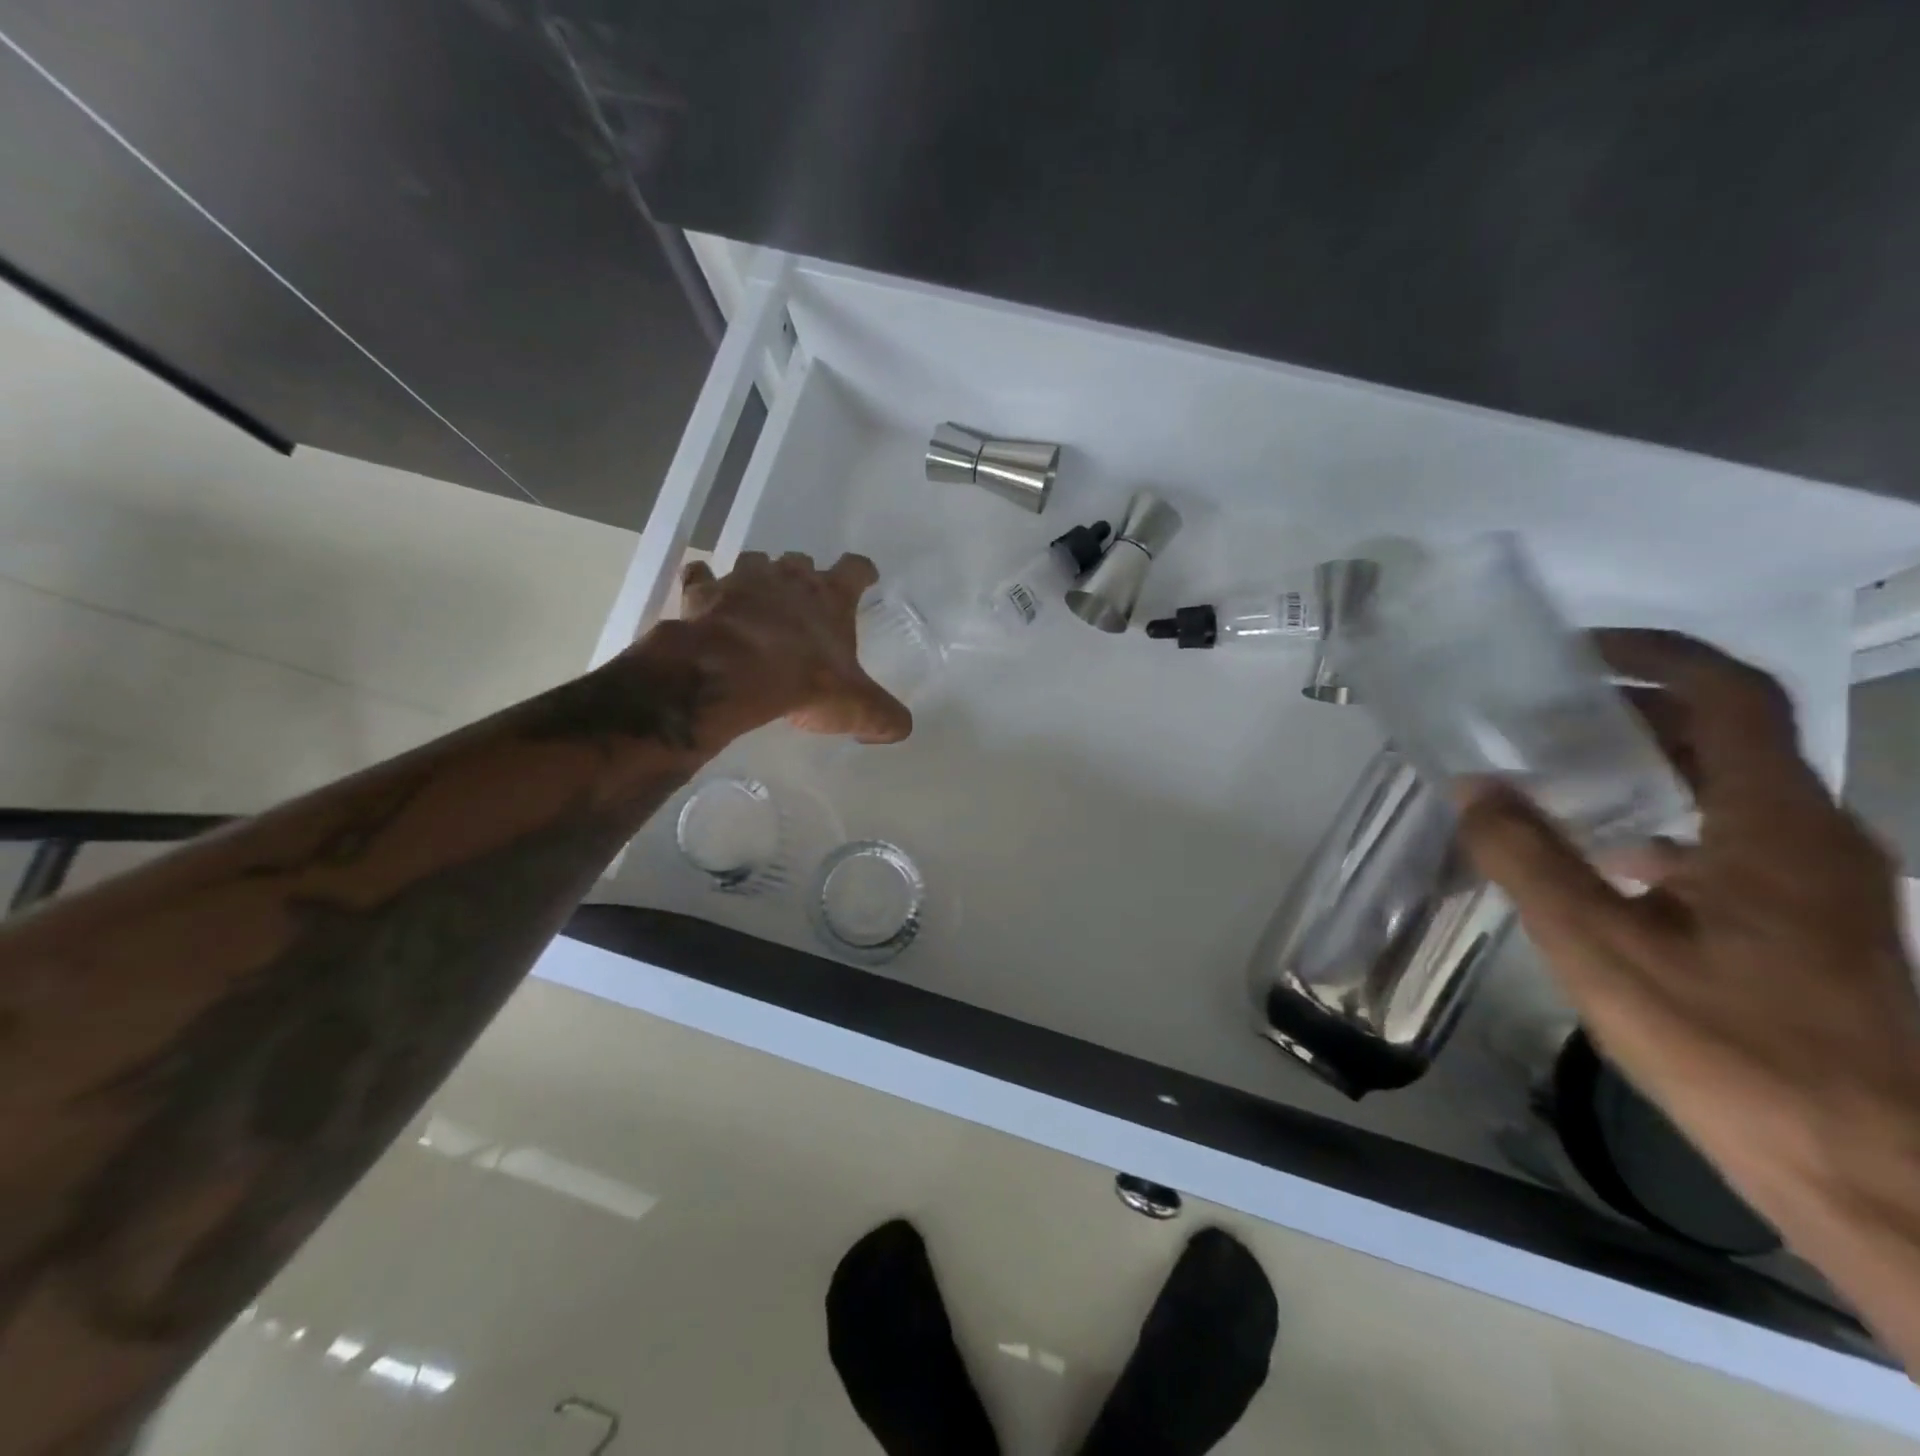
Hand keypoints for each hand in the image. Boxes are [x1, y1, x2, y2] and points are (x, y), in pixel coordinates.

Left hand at [669, 551, 911, 742]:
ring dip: (758, 576)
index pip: (855, 570)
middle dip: (803, 574)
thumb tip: (898, 728)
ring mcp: (744, 581)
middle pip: (801, 561)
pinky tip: (705, 596)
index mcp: (831, 597)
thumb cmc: (805, 681)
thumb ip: (884, 717)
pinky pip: (702, 578)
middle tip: (804, 596)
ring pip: (754, 562)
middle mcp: (789, 579)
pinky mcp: (706, 594)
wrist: (733, 674)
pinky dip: (704, 584)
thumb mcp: (857, 707)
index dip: (862, 572)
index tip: (866, 576)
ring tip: (757, 597)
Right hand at [1456, 630, 1919, 1242]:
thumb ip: (1529, 857)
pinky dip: (1670, 818)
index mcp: (1776, 825)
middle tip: (1544, 713)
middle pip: (1729, 736)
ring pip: (1733, 787)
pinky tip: (1611, 857)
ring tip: (1562, 771)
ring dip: (1651, 763)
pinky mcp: (1811, 922)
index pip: (1731, 697)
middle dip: (1636, 708)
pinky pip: (1736, 836)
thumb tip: (1474, 785)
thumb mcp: (1598, 947)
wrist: (1869, 1170)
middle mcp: (1814, 836)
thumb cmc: (1730, 1046)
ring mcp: (1822, 882)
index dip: (1657, 655)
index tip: (1575, 651)